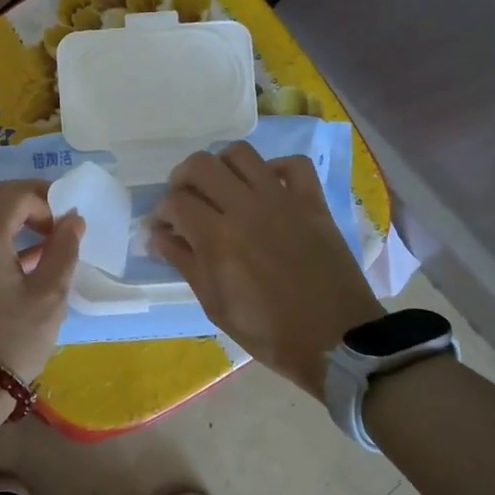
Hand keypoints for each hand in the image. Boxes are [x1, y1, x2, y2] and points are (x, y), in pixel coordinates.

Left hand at [0, 180, 83, 383]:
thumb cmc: (11, 341)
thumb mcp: (49, 297)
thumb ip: (63, 250)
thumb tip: (73, 219)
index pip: (16, 194)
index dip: (46, 200)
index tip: (66, 225)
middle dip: (26, 198)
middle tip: (55, 217)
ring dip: (8, 216)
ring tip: (41, 238)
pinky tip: (16, 258)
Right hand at [150, 142, 382, 396]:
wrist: (336, 340)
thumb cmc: (268, 332)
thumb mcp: (215, 305)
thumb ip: (185, 263)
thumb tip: (158, 237)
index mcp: (218, 238)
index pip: (175, 202)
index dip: (161, 213)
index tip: (162, 229)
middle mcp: (247, 208)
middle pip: (201, 165)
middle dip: (182, 179)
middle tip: (185, 202)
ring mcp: (283, 200)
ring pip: (242, 154)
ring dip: (222, 167)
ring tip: (221, 190)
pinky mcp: (313, 202)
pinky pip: (294, 164)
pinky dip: (275, 168)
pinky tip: (266, 188)